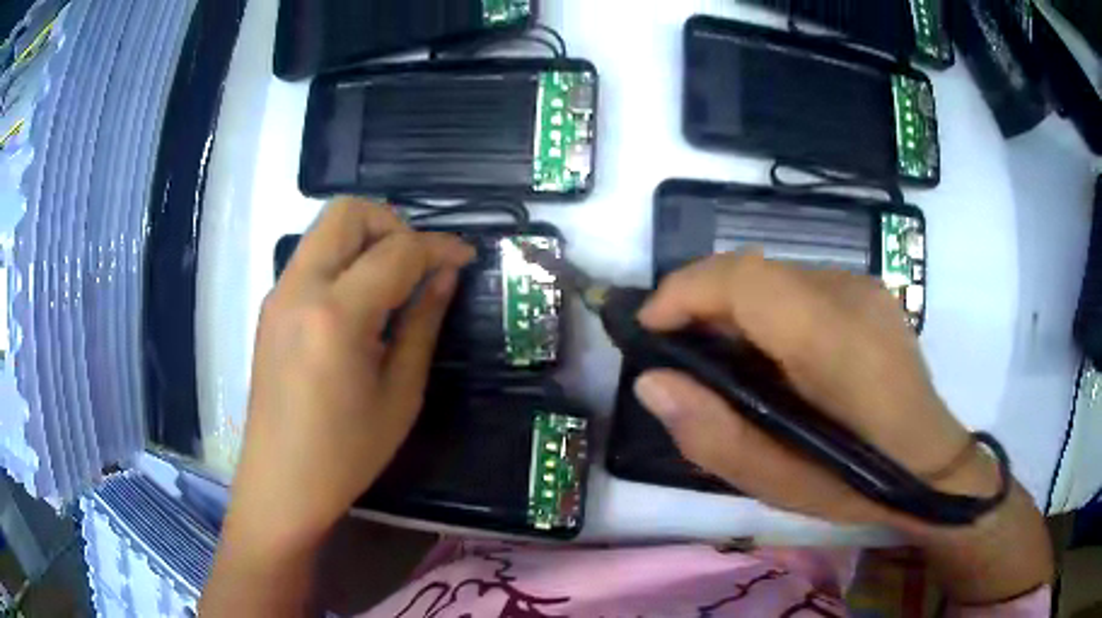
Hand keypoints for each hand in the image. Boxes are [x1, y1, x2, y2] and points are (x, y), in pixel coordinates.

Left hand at [227, 199, 473, 549]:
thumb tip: (446, 276)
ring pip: (326, 230)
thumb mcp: (400, 394)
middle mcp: (300, 288)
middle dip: (394, 224)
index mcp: (336, 316)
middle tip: (419, 265)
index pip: (396, 252)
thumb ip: (423, 323)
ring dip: (367, 238)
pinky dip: (344, 260)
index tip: (466, 257)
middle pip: (348, 213)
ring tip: (395, 282)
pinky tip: (362, 302)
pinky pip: (312, 258)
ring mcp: (279, 294)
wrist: (281, 482)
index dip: (439, 247)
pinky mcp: (272, 307)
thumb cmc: (346, 453)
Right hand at [633, 252, 1050, 601]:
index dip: (685, 291)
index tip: (649, 329)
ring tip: (722, 361)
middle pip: (754, 270)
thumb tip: (653, 382)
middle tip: (680, 355)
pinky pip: (799, 286)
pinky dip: (766, 311)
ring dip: (734, 307)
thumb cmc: (860, 483)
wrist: (933, 463)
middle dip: (702, 301)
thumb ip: (713, 434)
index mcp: (833, 340)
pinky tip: (771, 357)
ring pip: (774, 276)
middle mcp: (849, 293)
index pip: (745, 278)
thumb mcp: (780, 484)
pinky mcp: (869, 292)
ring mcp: (864, 287)